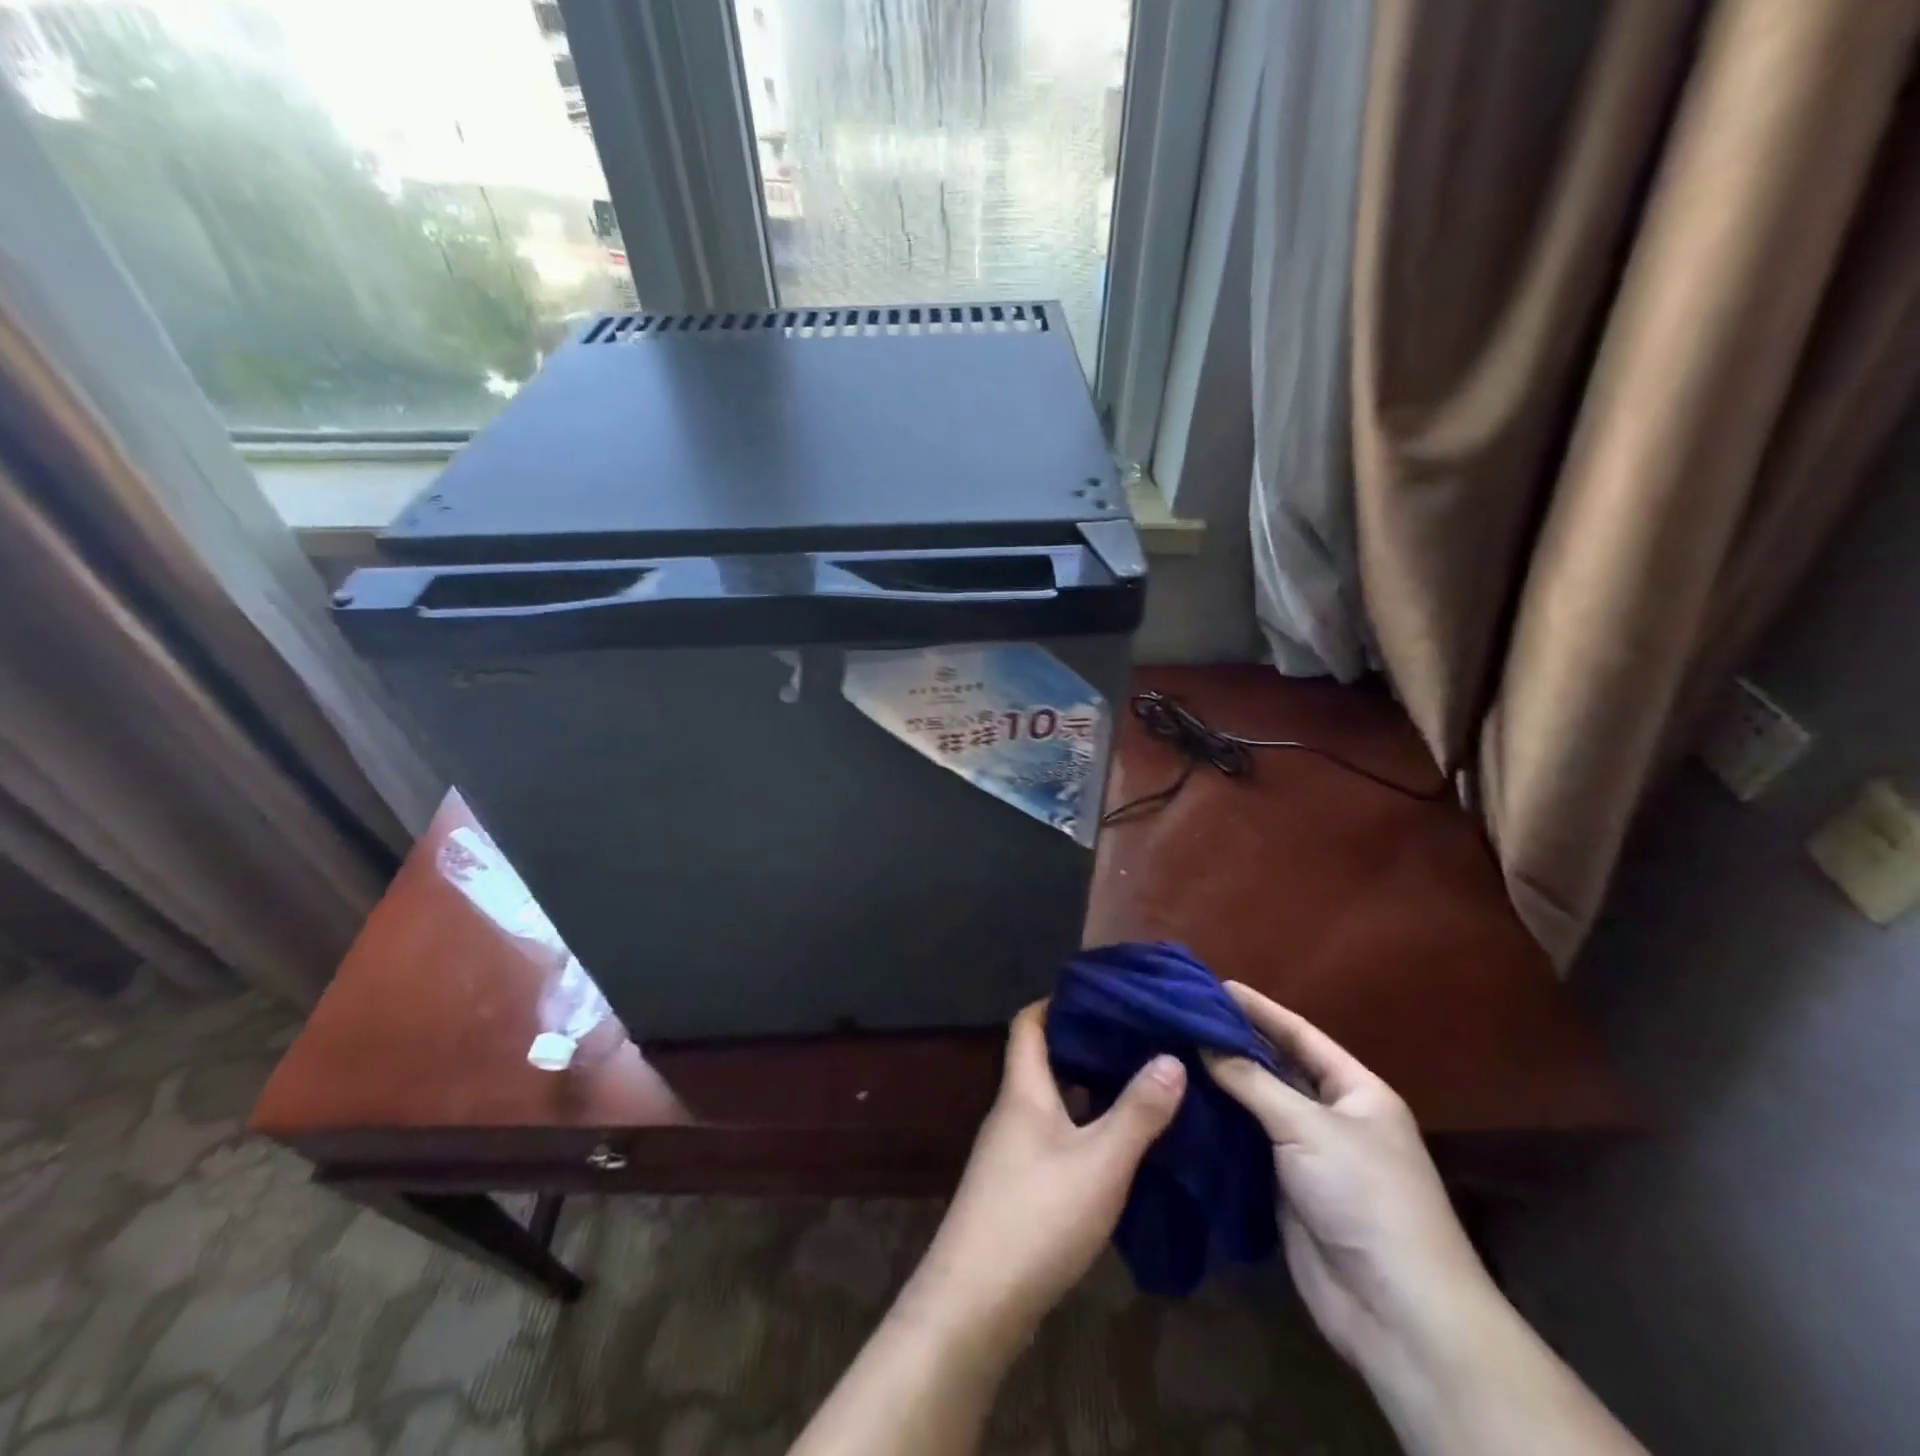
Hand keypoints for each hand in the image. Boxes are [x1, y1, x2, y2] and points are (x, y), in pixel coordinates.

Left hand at [903, 1001, 1185, 1349]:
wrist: (975, 1304)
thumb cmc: (1037, 1216)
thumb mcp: (1100, 1162)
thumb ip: (1138, 1111)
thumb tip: (1171, 1056)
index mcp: (1023, 1090)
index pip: (1028, 1022)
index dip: (1057, 1001)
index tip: (1101, 994)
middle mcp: (1013, 1112)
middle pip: (1044, 1060)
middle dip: (1086, 1045)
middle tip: (1138, 1038)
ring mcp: (1012, 1152)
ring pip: (1053, 1102)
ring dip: (1090, 1091)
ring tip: (1141, 1083)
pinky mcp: (1018, 1187)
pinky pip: (1055, 1138)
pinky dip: (1084, 1130)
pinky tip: (1120, 1146)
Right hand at [1204, 984, 1497, 1383]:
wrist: (1396, 1310)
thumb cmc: (1364, 1196)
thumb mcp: (1309, 1126)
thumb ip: (1252, 1081)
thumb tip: (1202, 1041)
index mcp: (1356, 1090)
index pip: (1300, 1035)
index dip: (1259, 1009)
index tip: (1213, 984)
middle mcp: (1332, 1116)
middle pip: (1275, 1069)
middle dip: (1233, 1044)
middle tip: (1180, 1018)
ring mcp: (1307, 1154)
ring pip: (1256, 1107)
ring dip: (1219, 1085)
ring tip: (1170, 1053)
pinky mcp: (1284, 1189)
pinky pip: (1245, 1146)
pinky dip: (1217, 1126)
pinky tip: (1180, 1105)